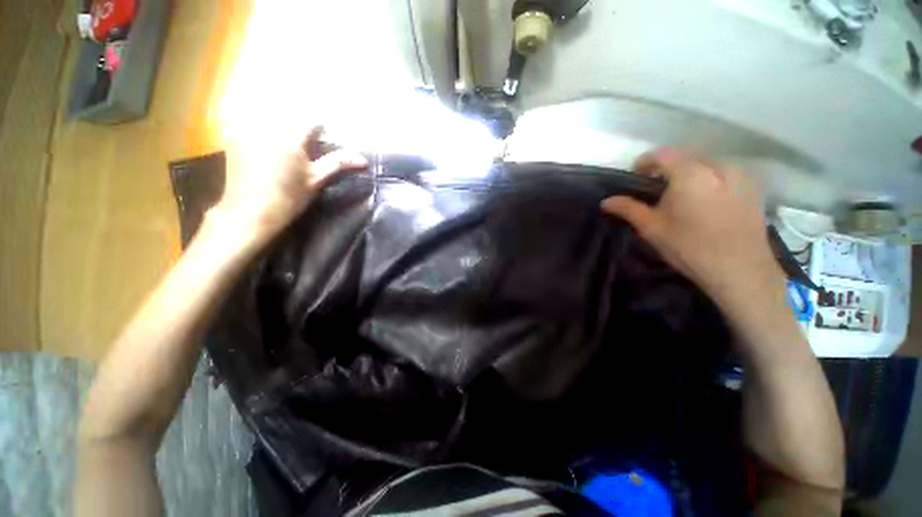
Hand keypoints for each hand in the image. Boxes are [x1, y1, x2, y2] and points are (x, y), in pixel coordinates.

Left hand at [210, 127, 367, 247]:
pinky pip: (249, 120)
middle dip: (301, 125)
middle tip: (307, 143)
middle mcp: (267, 126)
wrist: (251, 211)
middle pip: (291, 115)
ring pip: (270, 115)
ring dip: (282, 123)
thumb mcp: (317, 180)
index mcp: (290, 137)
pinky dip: (261, 126)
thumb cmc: (289, 197)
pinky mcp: (234, 136)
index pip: (312, 121)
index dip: (321, 129)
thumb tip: (363, 159)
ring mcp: (247, 129)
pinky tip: (266, 145)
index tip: (324, 140)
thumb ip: (338, 163)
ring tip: (285, 141)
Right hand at [601, 148, 784, 309]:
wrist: (740, 269)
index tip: (635, 178)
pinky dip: (709, 180)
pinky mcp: (754, 187)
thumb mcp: (651, 228)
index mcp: (690, 173)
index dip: (644, 162)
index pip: (661, 154)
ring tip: (681, 197)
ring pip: (706, 164)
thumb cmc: (689, 247)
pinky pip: (725, 173)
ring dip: (689, 174)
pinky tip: (706, 202)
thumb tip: (605, 201)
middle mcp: (718, 165)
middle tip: (655, 190)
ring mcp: (741, 174)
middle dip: (667, 169)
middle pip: (685, 157)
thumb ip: (628, 209)